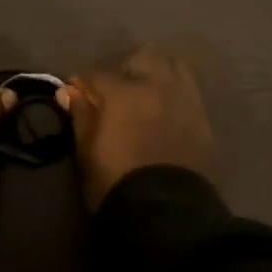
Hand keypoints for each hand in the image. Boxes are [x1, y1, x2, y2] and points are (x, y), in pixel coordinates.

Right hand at [57, 47, 213, 209]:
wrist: (167, 213)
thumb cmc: (116, 183)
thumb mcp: (87, 152)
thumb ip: (80, 116)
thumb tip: (68, 91)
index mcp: (122, 92)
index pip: (96, 74)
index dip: (82, 84)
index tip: (75, 95)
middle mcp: (156, 85)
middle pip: (141, 58)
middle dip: (125, 68)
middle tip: (114, 90)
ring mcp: (184, 99)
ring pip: (172, 66)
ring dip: (156, 72)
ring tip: (145, 92)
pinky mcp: (203, 117)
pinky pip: (189, 89)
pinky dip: (175, 91)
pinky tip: (166, 107)